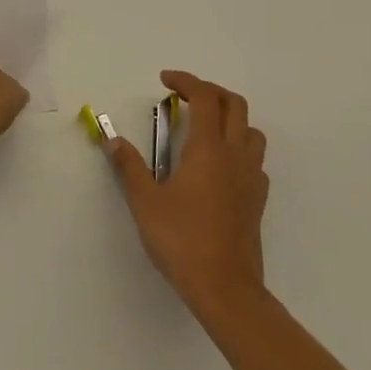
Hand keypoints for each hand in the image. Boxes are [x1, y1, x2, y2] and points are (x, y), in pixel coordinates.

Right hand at [107, 70, 269, 325]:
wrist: (226, 289)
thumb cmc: (182, 240)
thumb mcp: (145, 202)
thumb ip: (129, 166)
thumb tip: (112, 139)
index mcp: (208, 148)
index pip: (204, 97)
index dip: (186, 80)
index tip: (165, 81)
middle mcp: (235, 154)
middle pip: (235, 104)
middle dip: (210, 91)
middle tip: (185, 97)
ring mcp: (252, 177)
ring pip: (251, 130)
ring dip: (230, 118)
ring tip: (204, 128)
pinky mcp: (258, 199)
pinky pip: (255, 159)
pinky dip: (239, 148)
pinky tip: (220, 167)